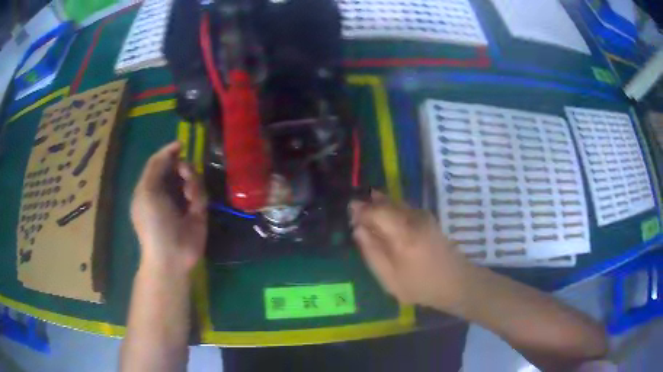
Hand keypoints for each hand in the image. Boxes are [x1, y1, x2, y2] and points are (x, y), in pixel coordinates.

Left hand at [131, 142, 207, 274]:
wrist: (171, 253)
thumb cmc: (153, 222)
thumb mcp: (147, 190)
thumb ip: (155, 166)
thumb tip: (172, 149)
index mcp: (150, 187)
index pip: (159, 164)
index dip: (169, 153)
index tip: (180, 146)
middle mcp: (166, 192)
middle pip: (178, 168)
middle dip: (182, 167)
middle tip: (184, 172)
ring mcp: (183, 201)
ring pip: (192, 178)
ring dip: (191, 181)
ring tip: (189, 194)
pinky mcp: (198, 210)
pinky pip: (201, 193)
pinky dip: (197, 195)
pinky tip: (194, 204)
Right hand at [349, 191, 470, 311]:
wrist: (455, 282)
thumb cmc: (420, 285)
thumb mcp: (389, 278)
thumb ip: (372, 252)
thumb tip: (358, 229)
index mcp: (403, 235)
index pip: (376, 212)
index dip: (361, 210)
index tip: (350, 213)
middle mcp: (414, 219)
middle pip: (386, 203)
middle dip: (369, 205)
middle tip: (354, 211)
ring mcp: (423, 216)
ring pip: (396, 203)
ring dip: (380, 205)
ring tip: (367, 212)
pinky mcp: (428, 218)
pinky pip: (404, 207)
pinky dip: (391, 209)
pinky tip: (385, 217)